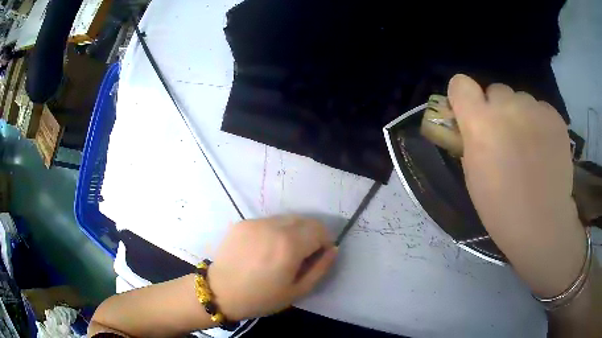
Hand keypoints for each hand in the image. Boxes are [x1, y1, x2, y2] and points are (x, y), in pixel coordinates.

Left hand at [208, 216, 336, 320]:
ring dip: (293, 232)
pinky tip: (264, 249)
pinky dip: (274, 232)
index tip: (318, 256)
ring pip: (286, 219)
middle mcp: (273, 227)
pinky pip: (268, 222)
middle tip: (302, 255)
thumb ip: (320, 268)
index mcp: (289, 245)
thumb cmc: (261, 298)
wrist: (219, 292)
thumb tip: (333, 249)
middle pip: (304, 220)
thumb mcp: (297, 291)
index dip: (324, 242)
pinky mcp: (242, 223)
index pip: (320, 230)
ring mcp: (256, 222)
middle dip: (311, 235)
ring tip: (282, 252)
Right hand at [447, 74, 585, 296]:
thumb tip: (473, 121)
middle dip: (498, 109)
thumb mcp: (473, 173)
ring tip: (530, 146)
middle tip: (507, 137)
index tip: (471, 113)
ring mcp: (534, 108)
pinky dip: (540, 122)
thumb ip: (471, 138)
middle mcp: (506, 105)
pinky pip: (541, 108)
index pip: (460, 83)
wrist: (542, 223)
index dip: (464, 96)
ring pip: (521, 99)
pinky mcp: (554, 116)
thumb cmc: (501, 207)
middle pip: (496, 90)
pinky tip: (545, 147)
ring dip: (521, 116)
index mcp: (480, 122)